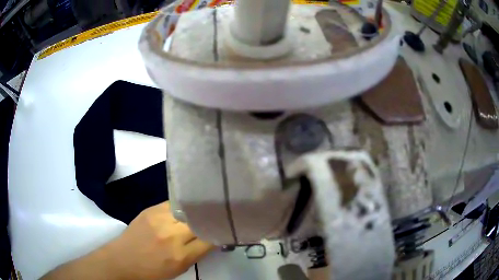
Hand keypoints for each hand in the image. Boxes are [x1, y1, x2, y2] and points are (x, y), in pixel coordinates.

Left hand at [107, 201, 214, 279]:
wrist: (123, 259)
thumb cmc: (152, 271)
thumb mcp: (179, 269)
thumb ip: (196, 254)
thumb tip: (210, 239)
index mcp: (181, 255)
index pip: (209, 239)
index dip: (218, 234)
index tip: (222, 230)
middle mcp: (172, 235)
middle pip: (199, 222)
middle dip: (208, 221)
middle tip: (213, 220)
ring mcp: (160, 219)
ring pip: (188, 210)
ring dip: (195, 212)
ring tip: (200, 212)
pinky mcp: (150, 209)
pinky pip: (173, 204)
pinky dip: (181, 207)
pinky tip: (183, 210)